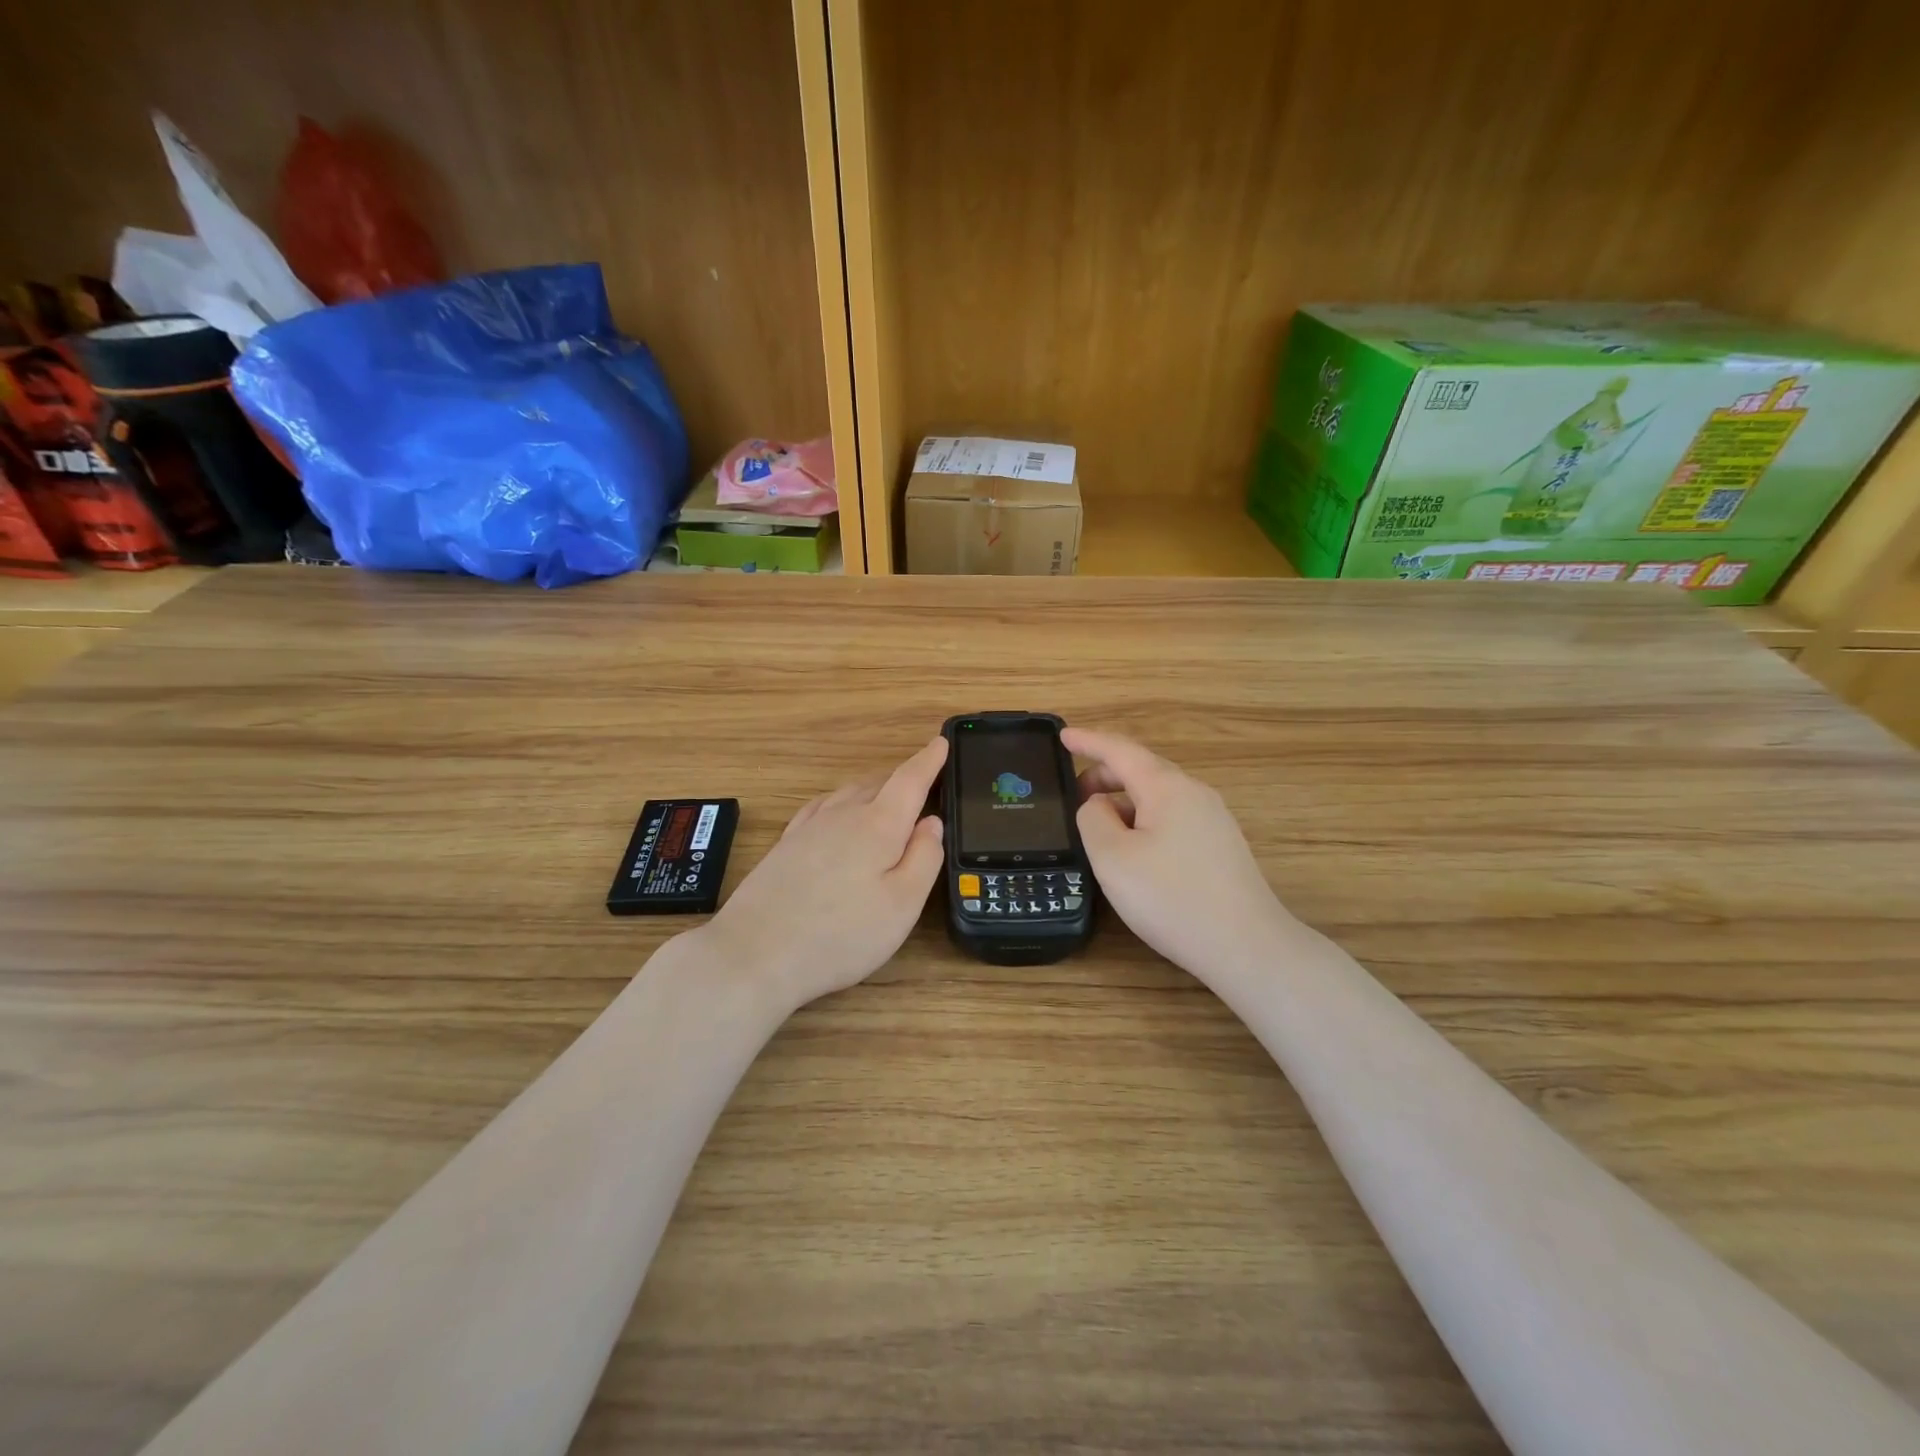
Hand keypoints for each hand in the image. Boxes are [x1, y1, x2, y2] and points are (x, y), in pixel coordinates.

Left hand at [699, 737, 947, 1012]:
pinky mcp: (785, 845)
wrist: (755, 954)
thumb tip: (932, 822)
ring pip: (848, 794)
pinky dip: (841, 802)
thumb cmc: (840, 935)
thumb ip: (924, 858)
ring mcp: (809, 827)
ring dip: (873, 790)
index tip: (941, 742)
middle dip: (903, 780)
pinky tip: (837, 814)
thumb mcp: (902, 905)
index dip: (929, 760)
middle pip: (879, 784)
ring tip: (887, 800)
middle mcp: (842, 815)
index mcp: (878, 825)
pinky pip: (822, 807)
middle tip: (923, 786)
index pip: (909, 780)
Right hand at [1063, 727, 1296, 979]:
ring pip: (1157, 797)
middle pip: (1141, 770)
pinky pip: (1172, 818)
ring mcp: (1213, 819)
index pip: (1120, 750)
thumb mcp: (1113, 857)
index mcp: (1167, 787)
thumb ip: (1093, 819)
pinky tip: (1133, 850)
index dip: (1088, 741)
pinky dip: (1143, 820)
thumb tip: (1099, 804)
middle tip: (1072, 794)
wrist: (1246, 946)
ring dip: (1123, 802)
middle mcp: (1194, 793)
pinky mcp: (1220, 846)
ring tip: (1097, 827)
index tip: (1062, 735)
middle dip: (1103, 775)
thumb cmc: (1171, 897)